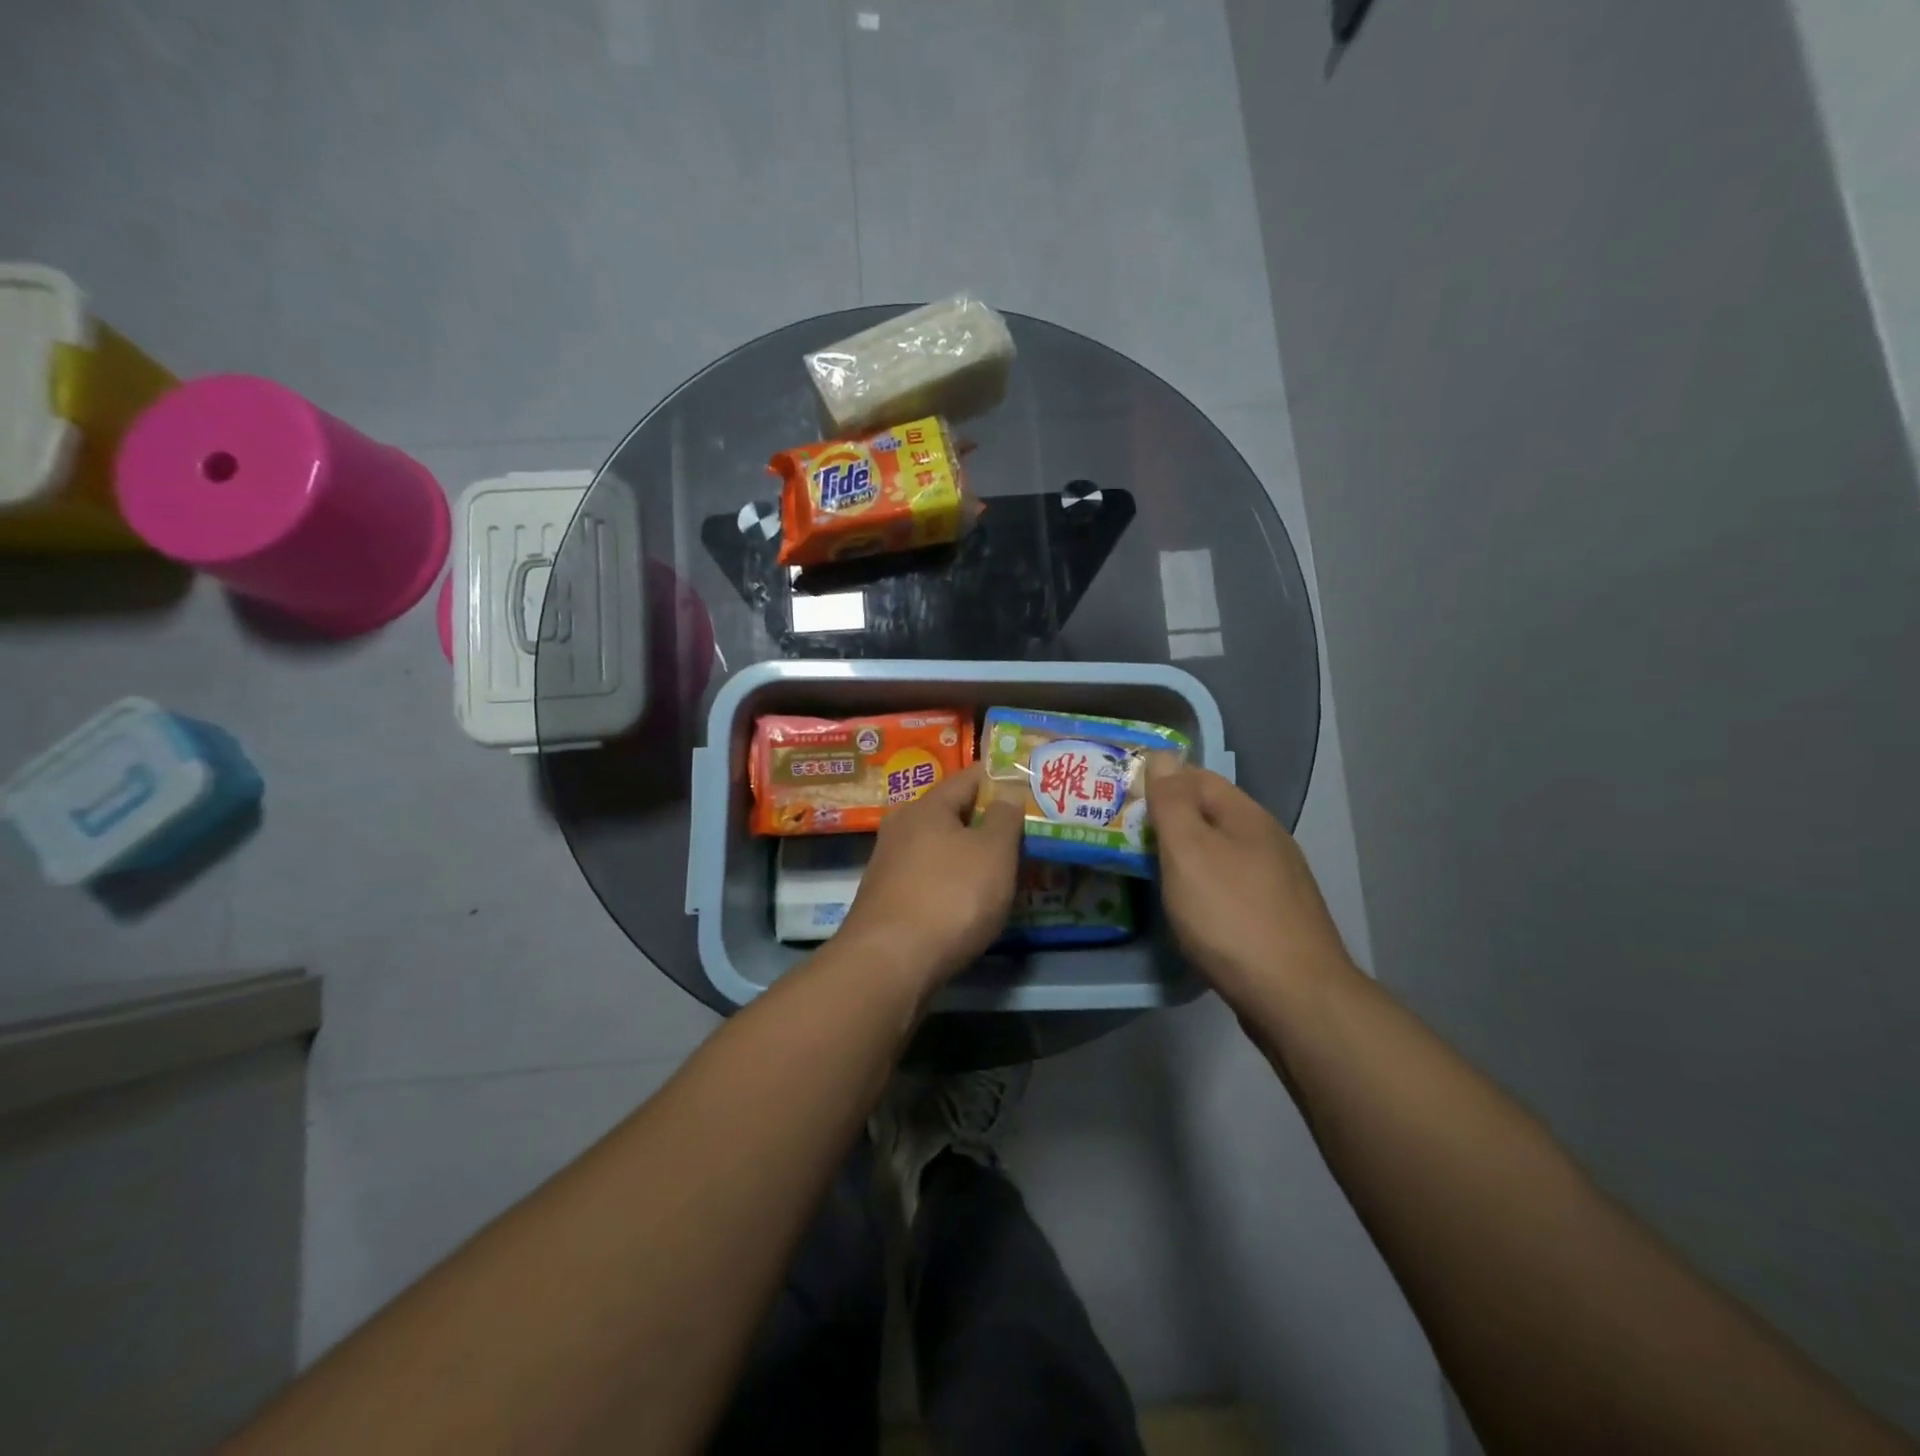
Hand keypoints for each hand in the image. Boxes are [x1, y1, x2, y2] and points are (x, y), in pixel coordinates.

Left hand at [836, 763, 1024, 993]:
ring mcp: (890, 864)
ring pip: (941, 847)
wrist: (890, 963)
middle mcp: (902, 827)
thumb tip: (1007, 789)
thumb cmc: (950, 897)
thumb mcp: (993, 852)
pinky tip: (972, 900)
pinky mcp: (888, 899)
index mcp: (927, 806)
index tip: (1031, 786)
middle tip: (1025, 832)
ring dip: (970, 854)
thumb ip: (1005, 816)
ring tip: (1006, 868)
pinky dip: (954, 881)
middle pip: (952, 813)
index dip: (1001, 778)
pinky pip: (930, 877)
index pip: (969, 777)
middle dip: (987, 820)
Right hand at [1146, 754, 1354, 1007]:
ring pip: (1219, 851)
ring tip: (1145, 867)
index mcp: (1246, 816)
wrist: (1295, 997)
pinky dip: (1201, 884)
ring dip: (1184, 853)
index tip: (1120, 796)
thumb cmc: (1230, 916)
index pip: (1197, 777)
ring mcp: (1276, 880)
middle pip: (1209, 814)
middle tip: (1123, 834)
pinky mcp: (1275, 916)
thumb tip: (1163, 757)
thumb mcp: (1189, 851)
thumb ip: (1172, 803)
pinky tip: (1186, 905)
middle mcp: (1266, 840)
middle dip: (1168, 819)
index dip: (1158, 780)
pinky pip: (1228, 884)